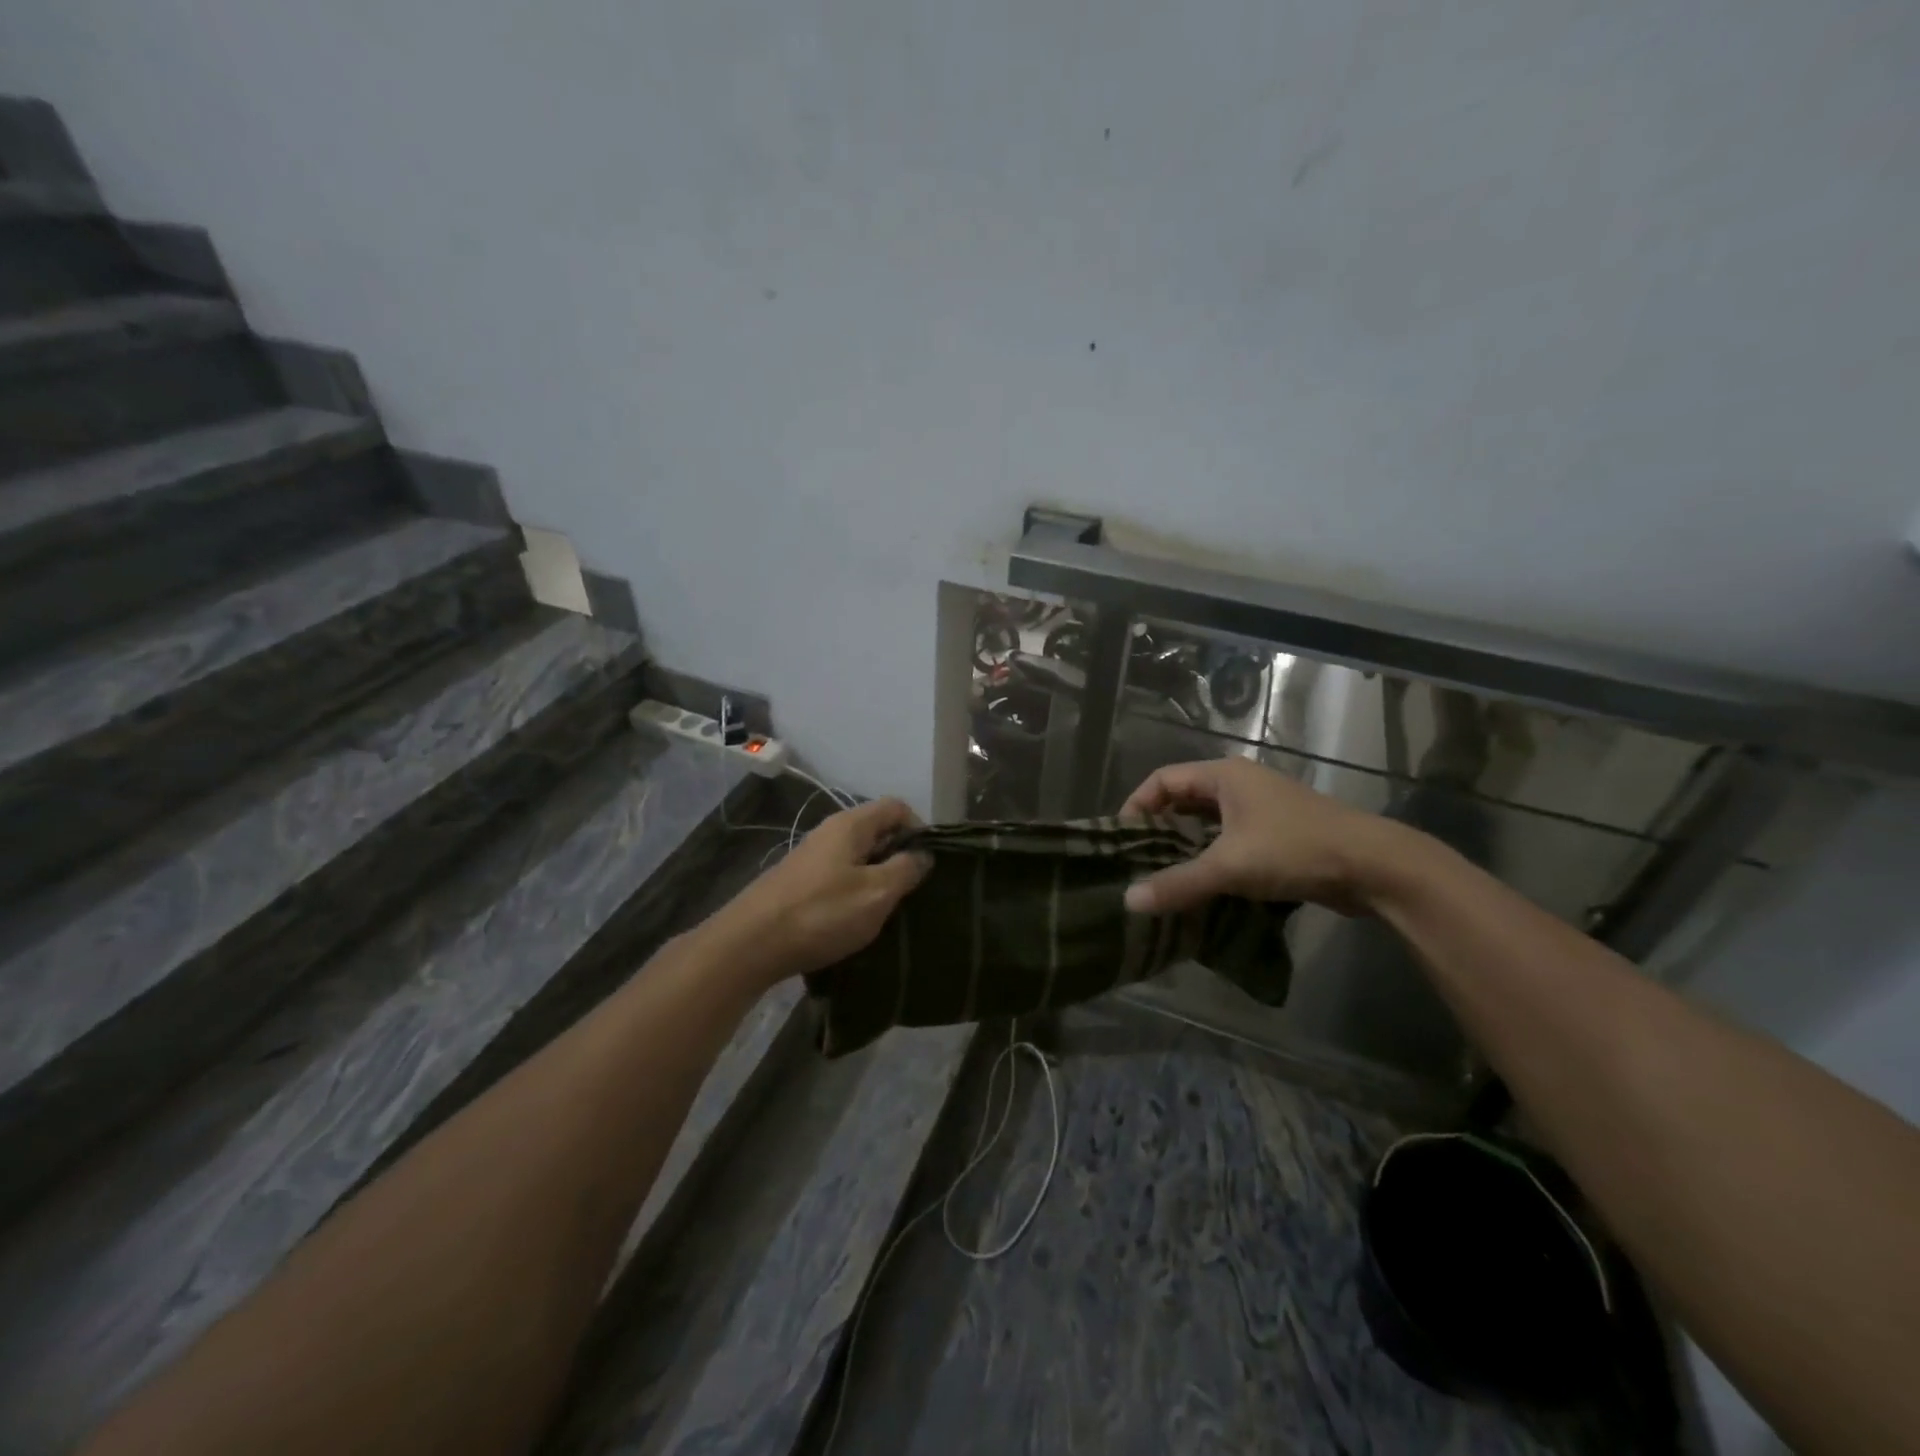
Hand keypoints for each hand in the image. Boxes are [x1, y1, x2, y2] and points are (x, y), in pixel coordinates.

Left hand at [713, 798, 932, 984]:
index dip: (920, 828)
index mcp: (851, 825)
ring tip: (889, 910)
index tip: (929, 863)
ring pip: (858, 857)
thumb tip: (924, 854)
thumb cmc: (820, 914)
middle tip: (914, 891)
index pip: (897, 807)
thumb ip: (905, 870)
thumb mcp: (875, 894)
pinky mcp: (799, 883)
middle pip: (878, 831)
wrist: (749, 945)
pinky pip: (840, 877)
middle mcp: (830, 832)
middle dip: (900, 857)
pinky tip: (857, 921)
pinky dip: (855, 892)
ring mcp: (812, 858)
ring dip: (878, 879)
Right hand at [1120, 758, 1408, 916]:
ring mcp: (1261, 809)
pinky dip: (1211, 857)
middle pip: (1184, 799)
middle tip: (1139, 863)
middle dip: (1159, 829)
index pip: (1163, 779)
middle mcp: (1240, 784)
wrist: (1375, 866)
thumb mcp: (1230, 866)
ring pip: (1208, 823)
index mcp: (1224, 775)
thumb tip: (1128, 901)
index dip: (1137, 805)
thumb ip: (1178, 883)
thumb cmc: (1295, 850)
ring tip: (1164, 877)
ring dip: (1186, 847)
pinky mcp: (1277, 834)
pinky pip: (1230, 840)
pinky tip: (1203, 885)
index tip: (1122, 840)